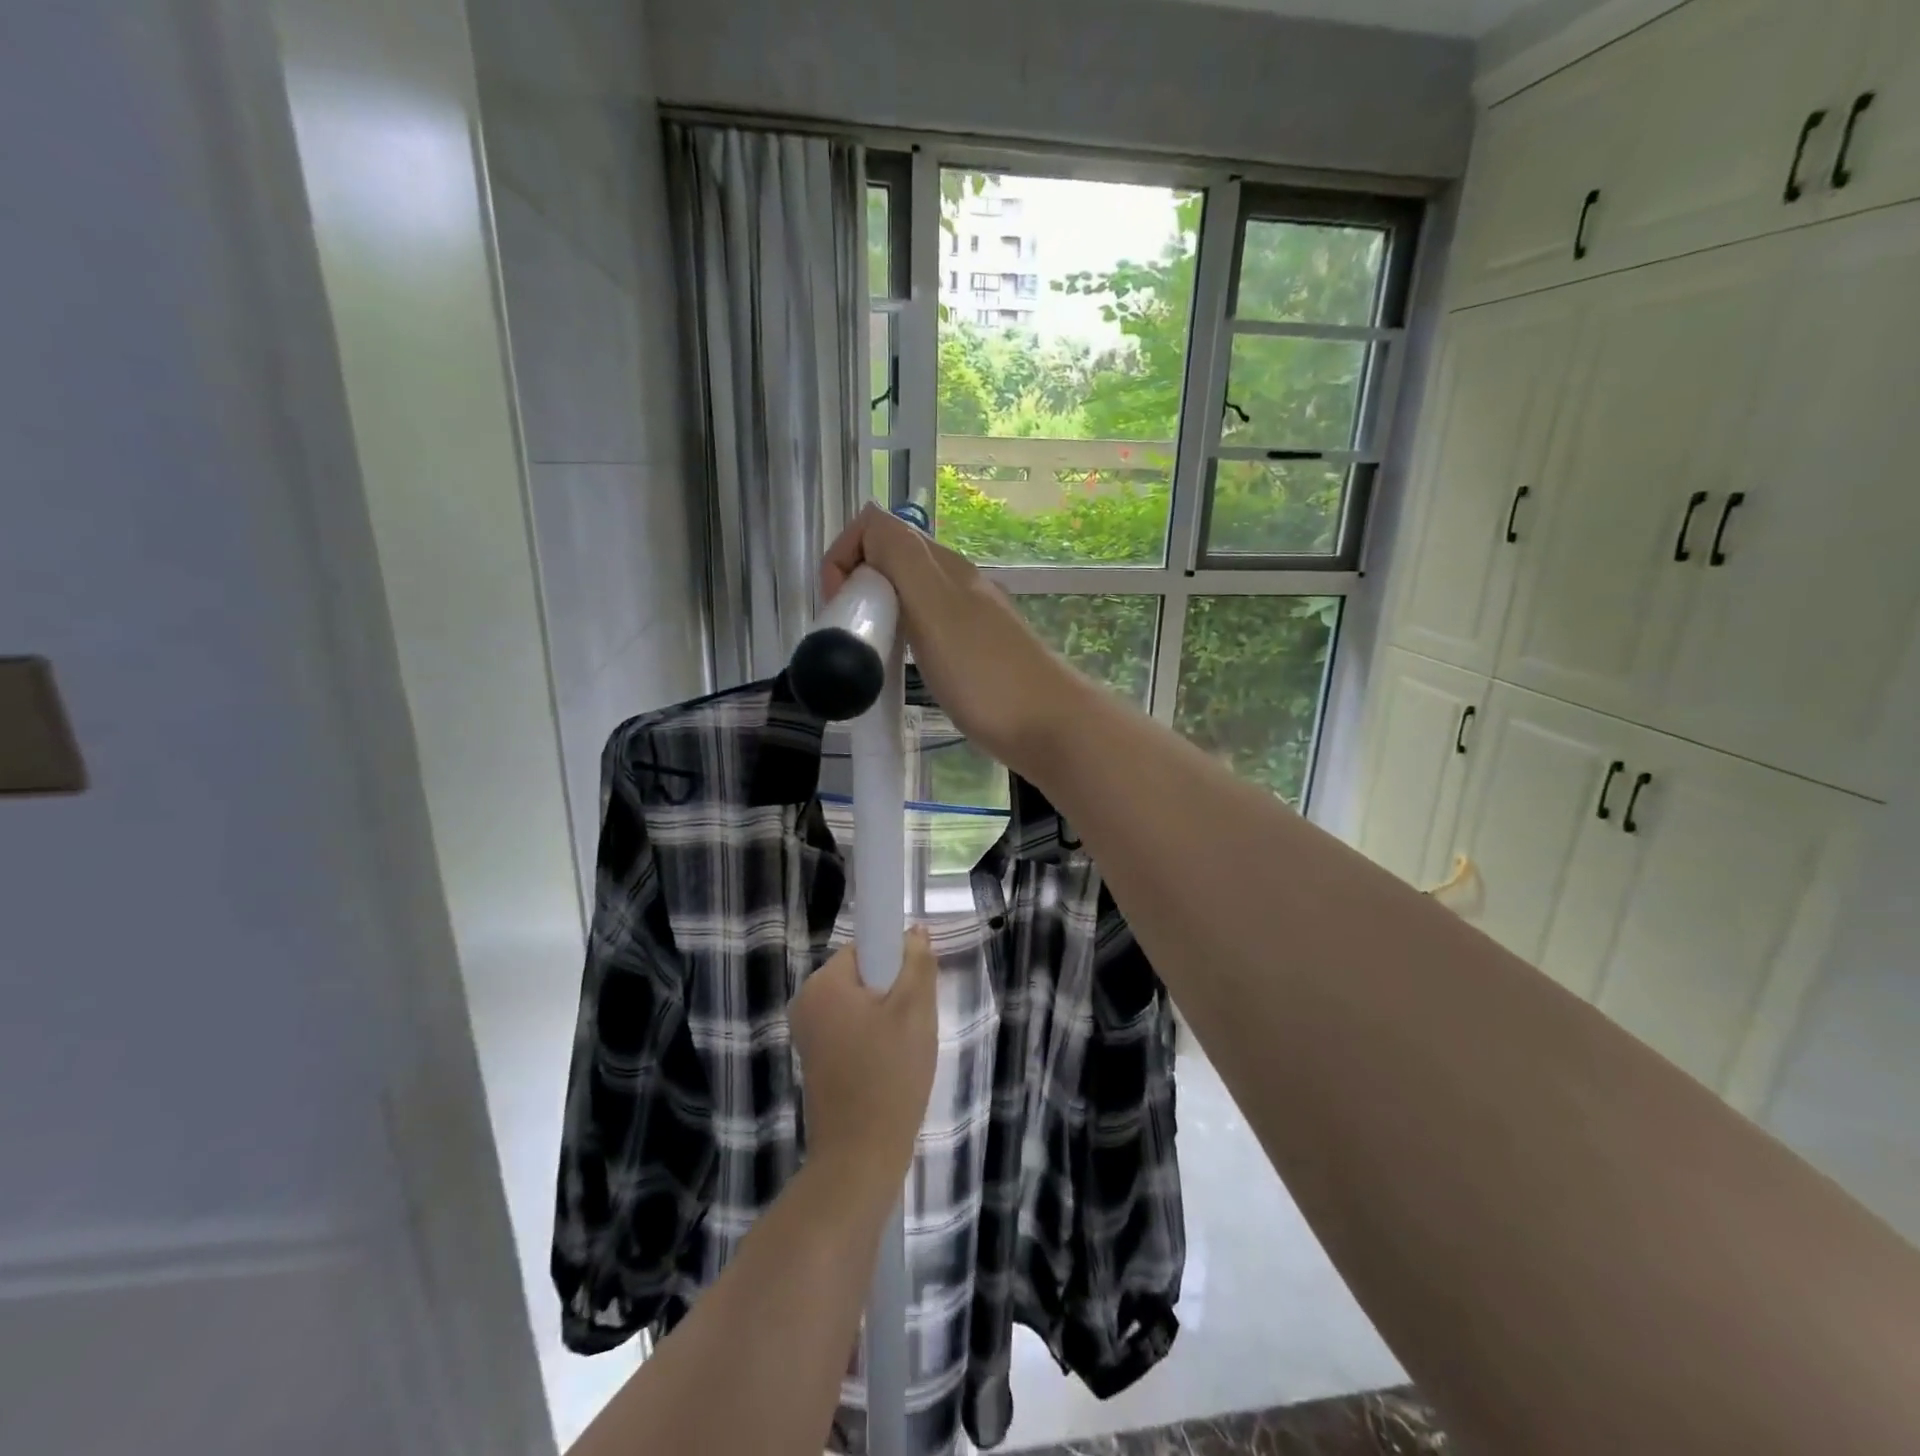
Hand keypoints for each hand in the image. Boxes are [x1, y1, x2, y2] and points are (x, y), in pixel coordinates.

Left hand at [790, 928, 938, 1197]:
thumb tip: (913, 931)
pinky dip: (873, 1040)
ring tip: (905, 1050)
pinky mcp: (816, 1062)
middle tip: (915, 1024)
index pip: (865, 946)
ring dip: (887, 1018)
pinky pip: (851, 1031)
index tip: (915, 989)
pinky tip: (890, 1067)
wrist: (860, 1159)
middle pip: (863, 975)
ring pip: (861, 1005)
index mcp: (823, 984)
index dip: (895, 960)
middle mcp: (806, 1003)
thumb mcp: (915, 1011)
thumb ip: (916, 963)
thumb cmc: (889, 1076)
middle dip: (894, 992)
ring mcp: (808, 1035)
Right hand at [821, 504, 1086, 779]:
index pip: (878, 529)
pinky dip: (900, 640)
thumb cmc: (985, 673)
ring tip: (869, 655)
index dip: (845, 557)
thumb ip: (900, 559)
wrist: (1051, 727)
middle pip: (891, 561)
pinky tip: (900, 670)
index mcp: (943, 565)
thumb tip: (868, 528)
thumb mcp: (934, 607)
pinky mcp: (975, 653)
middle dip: (857, 588)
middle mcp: (956, 583)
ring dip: (878, 615)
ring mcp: (968, 618)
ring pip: (907, 596)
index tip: (839, 606)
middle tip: (851, 636)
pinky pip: (924, 629)